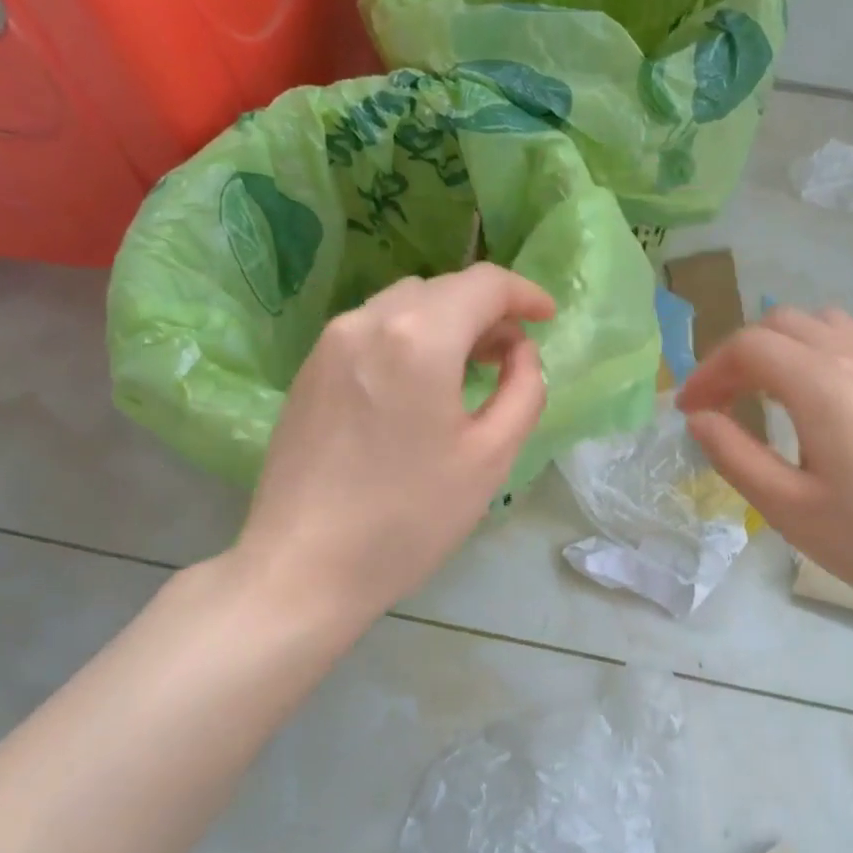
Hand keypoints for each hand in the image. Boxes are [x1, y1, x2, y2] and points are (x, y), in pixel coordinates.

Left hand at [227, 264, 554, 629]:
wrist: (303, 568)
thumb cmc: (410, 518)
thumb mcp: (491, 457)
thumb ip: (524, 390)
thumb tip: (520, 352)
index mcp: (419, 338)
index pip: (484, 284)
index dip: (525, 294)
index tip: (549, 318)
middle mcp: (369, 321)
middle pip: (443, 289)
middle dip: (487, 311)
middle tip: (513, 356)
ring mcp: (330, 342)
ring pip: (404, 305)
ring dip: (447, 322)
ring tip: (470, 369)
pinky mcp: (309, 369)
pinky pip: (372, 330)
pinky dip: (409, 338)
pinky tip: (419, 385)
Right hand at [676, 307, 852, 623]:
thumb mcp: (789, 508)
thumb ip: (734, 455)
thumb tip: (699, 419)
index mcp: (821, 385)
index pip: (748, 348)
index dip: (707, 374)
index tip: (688, 413)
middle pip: (780, 324)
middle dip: (737, 356)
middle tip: (716, 404)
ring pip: (817, 325)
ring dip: (776, 348)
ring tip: (757, 395)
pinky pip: (846, 343)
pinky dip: (810, 355)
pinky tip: (808, 403)